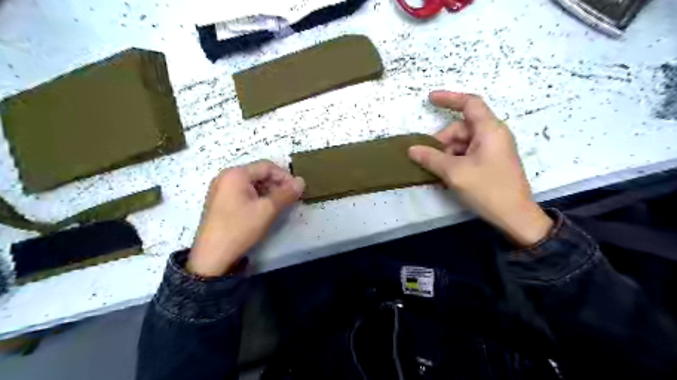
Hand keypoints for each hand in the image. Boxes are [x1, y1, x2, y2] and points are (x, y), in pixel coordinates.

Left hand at [186, 160, 304, 275]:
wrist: (212, 255)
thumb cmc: (240, 228)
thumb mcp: (267, 210)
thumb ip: (286, 194)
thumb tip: (302, 181)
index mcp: (236, 174)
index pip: (267, 166)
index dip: (285, 176)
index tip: (297, 189)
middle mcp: (226, 176)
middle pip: (258, 173)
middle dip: (277, 184)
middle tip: (289, 198)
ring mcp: (221, 189)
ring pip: (251, 183)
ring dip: (268, 191)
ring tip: (279, 204)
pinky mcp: (220, 201)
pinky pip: (243, 192)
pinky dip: (257, 197)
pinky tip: (264, 209)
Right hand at [409, 91, 551, 246]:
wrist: (515, 217)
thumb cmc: (488, 189)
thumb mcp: (455, 172)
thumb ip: (431, 158)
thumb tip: (412, 149)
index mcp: (489, 130)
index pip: (469, 103)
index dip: (449, 98)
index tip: (429, 99)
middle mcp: (492, 135)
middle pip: (460, 128)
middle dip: (441, 142)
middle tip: (428, 161)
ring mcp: (493, 150)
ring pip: (462, 144)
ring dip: (446, 155)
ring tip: (436, 174)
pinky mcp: (491, 162)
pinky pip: (467, 155)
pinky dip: (454, 162)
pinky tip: (445, 177)